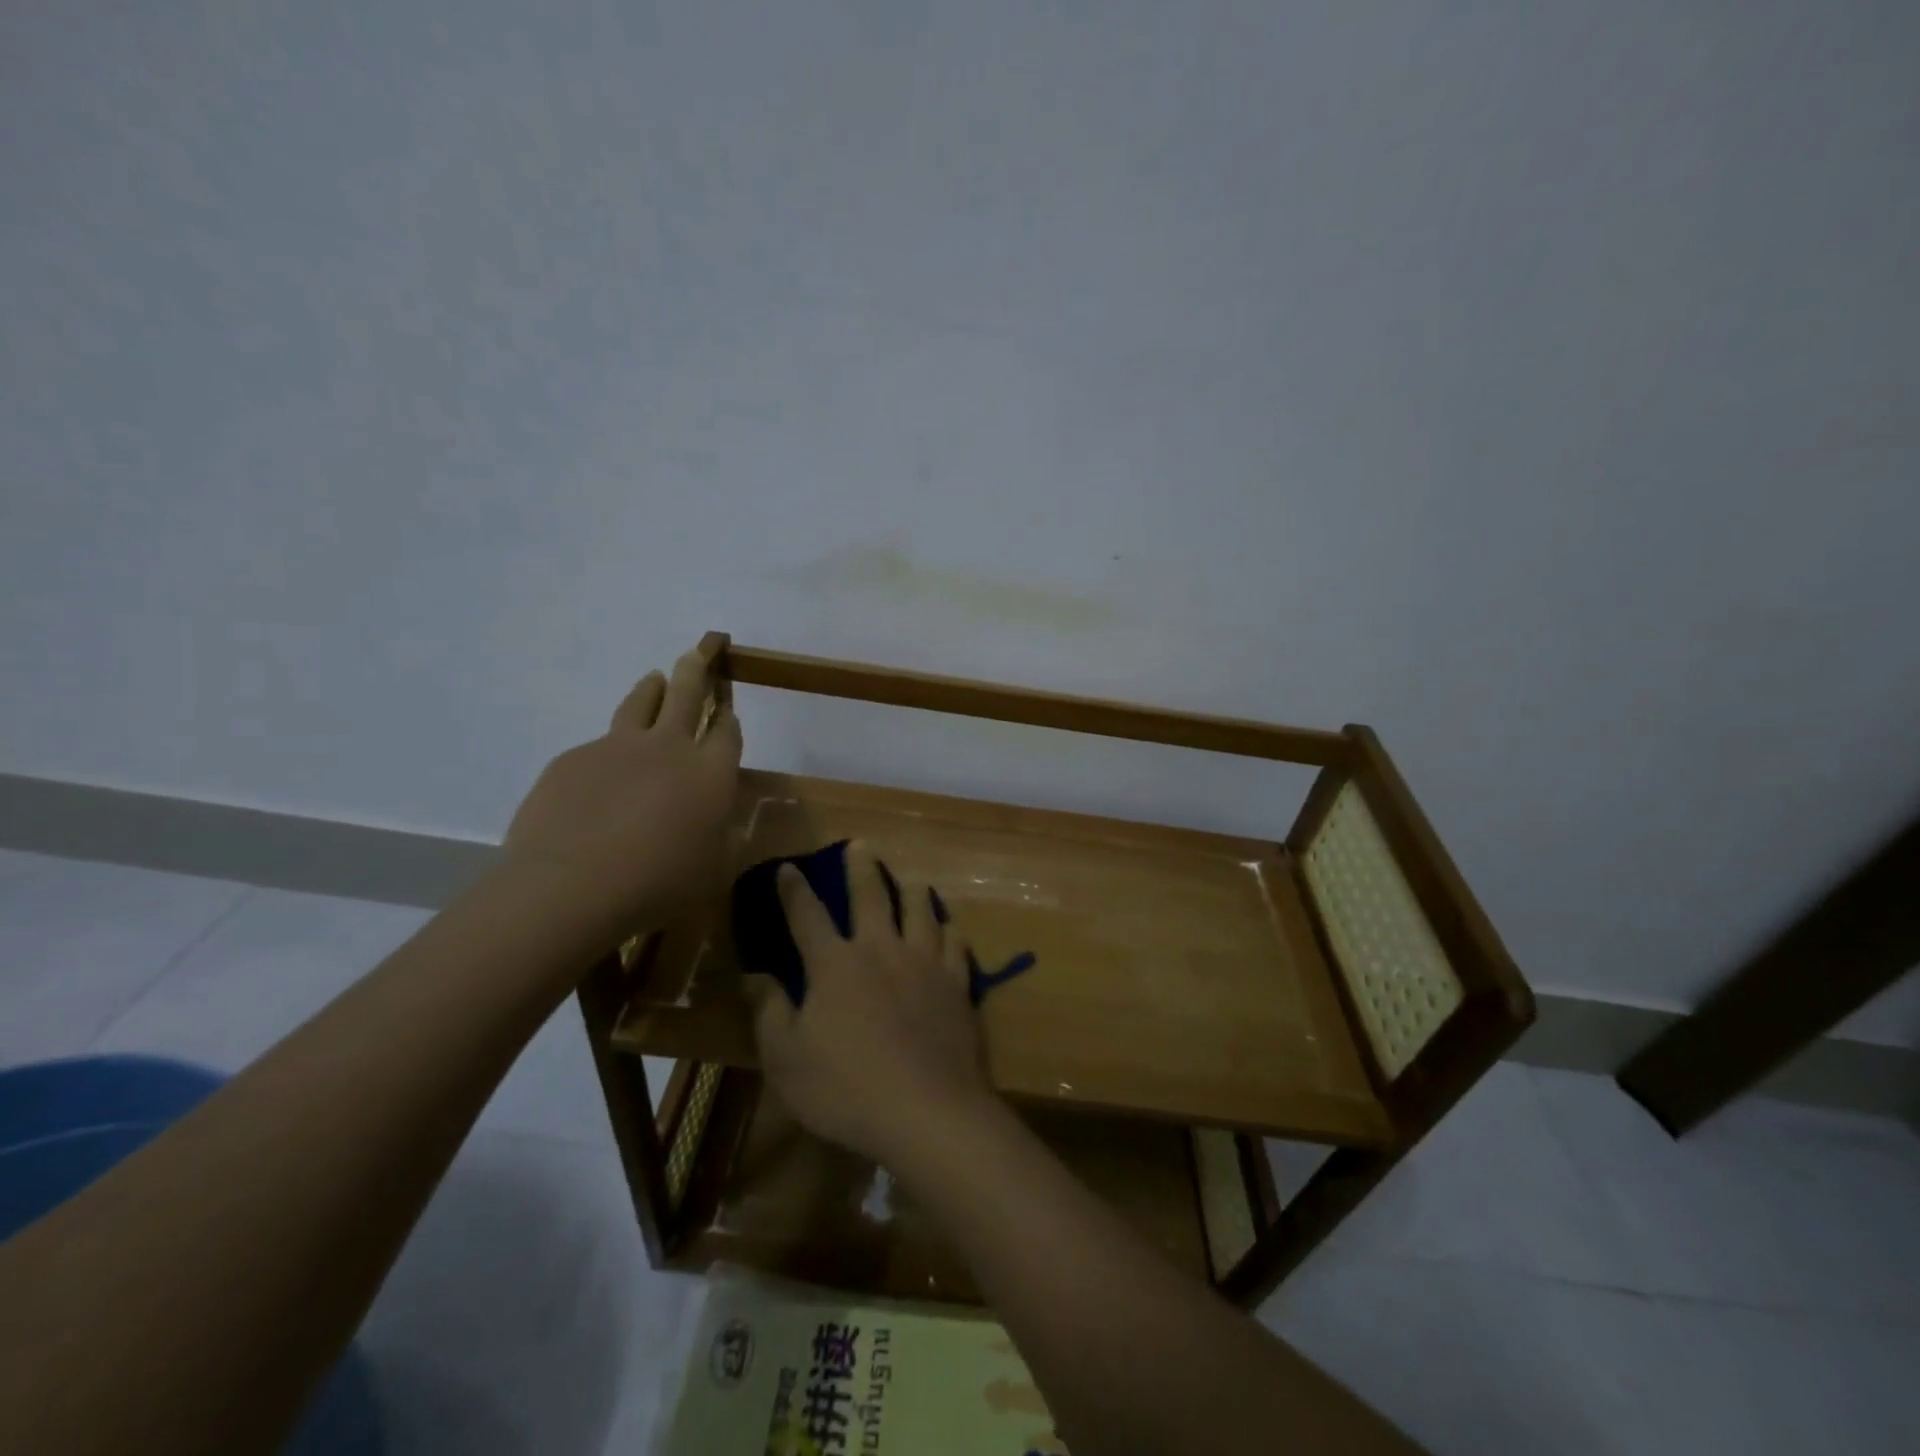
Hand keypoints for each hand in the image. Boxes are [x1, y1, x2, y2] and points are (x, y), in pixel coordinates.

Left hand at [504, 646, 741, 934]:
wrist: (570, 887)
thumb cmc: (657, 885)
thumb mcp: (709, 867)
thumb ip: (714, 831)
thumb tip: (710, 816)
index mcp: (710, 772)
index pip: (727, 731)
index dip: (729, 718)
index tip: (727, 710)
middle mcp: (667, 748)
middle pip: (687, 694)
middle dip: (697, 669)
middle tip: (699, 650)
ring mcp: (616, 748)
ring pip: (639, 703)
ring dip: (651, 688)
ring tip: (654, 679)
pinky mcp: (572, 759)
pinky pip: (595, 747)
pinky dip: (605, 752)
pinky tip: (597, 779)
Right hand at [750, 841, 1000, 1168]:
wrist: (927, 1110)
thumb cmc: (846, 1089)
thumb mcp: (786, 1059)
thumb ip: (769, 1011)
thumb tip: (754, 974)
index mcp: (835, 963)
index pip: (807, 914)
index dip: (794, 889)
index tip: (789, 868)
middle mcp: (880, 948)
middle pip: (870, 894)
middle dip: (861, 866)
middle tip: (860, 845)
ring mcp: (924, 962)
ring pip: (920, 908)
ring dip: (912, 888)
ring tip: (911, 879)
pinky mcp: (957, 982)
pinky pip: (955, 942)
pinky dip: (948, 928)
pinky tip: (948, 926)